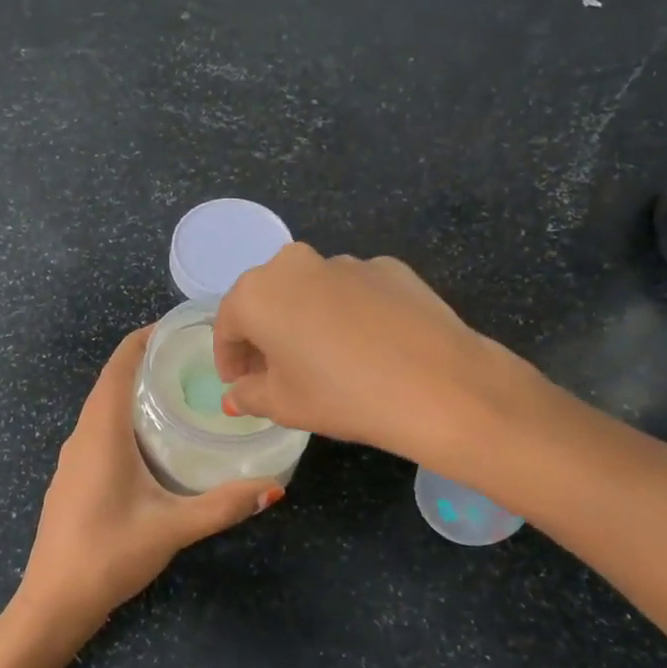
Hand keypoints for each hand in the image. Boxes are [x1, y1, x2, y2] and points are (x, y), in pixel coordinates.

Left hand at [15, 328, 281, 640]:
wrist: (53, 601)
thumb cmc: (109, 555)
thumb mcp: (172, 528)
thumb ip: (223, 506)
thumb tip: (275, 487)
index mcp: (101, 432)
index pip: (119, 365)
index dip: (145, 338)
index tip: (181, 327)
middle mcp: (82, 435)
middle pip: (112, 381)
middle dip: (149, 362)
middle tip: (197, 360)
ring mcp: (74, 458)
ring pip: (105, 407)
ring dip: (137, 391)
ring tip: (183, 391)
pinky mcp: (74, 477)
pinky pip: (101, 430)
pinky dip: (127, 417)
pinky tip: (156, 439)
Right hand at [213, 244, 555, 468]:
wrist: (438, 385)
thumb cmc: (341, 396)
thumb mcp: (283, 405)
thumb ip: (249, 394)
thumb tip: (237, 393)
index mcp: (258, 293)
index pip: (227, 324)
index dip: (228, 358)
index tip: (238, 383)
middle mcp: (296, 264)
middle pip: (267, 300)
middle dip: (264, 335)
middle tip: (274, 372)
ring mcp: (348, 262)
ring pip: (311, 292)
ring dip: (305, 320)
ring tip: (323, 361)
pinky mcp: (390, 268)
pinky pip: (353, 292)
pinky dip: (347, 314)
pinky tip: (366, 348)